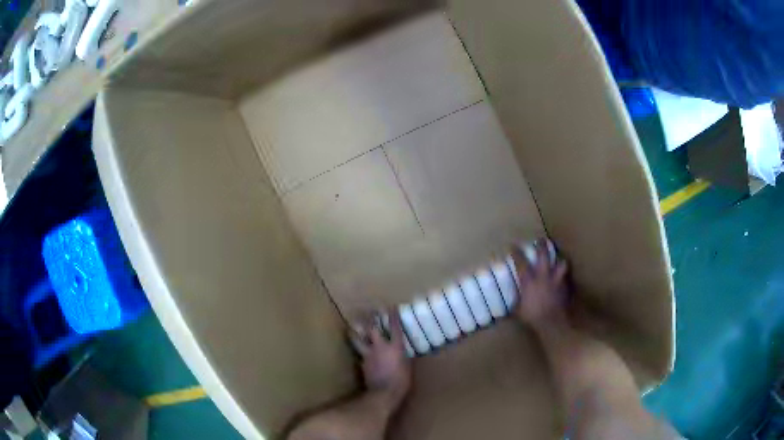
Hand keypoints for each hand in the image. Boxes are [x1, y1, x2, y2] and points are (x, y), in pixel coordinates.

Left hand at [349, 311, 411, 409]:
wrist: (384, 393)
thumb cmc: (402, 381)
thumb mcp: (408, 367)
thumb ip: (404, 357)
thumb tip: (402, 353)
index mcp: (395, 347)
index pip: (394, 328)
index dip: (392, 317)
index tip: (391, 308)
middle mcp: (380, 347)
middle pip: (371, 329)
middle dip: (369, 320)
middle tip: (367, 314)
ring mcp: (369, 355)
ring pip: (358, 340)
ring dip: (355, 333)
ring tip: (352, 328)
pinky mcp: (362, 364)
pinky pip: (360, 355)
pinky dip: (360, 352)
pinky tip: (360, 353)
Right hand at [511, 239, 568, 327]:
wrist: (553, 322)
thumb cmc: (533, 317)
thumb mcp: (518, 311)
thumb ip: (515, 304)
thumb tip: (508, 306)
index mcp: (528, 280)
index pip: (521, 262)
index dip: (516, 252)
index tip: (513, 246)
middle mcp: (543, 276)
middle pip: (543, 254)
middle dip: (541, 245)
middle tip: (540, 240)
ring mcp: (556, 279)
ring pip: (560, 262)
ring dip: (559, 258)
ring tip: (558, 256)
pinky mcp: (565, 286)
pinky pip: (566, 275)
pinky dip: (565, 274)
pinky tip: (564, 275)